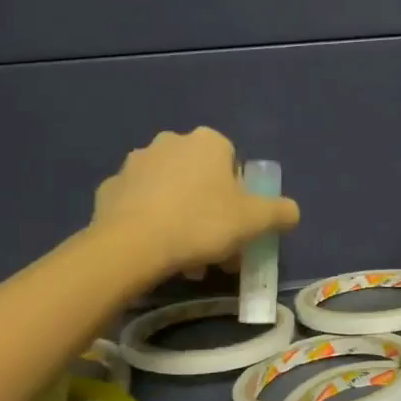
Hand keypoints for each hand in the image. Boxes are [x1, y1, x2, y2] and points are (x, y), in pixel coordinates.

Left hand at [92, 129, 299, 278]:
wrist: (133, 245)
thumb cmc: (201, 223)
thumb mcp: (255, 221)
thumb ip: (280, 212)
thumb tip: (291, 211)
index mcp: (207, 142)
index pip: (232, 163)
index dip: (239, 196)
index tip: (237, 225)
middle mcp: (170, 142)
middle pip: (200, 178)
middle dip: (209, 210)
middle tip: (214, 246)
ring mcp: (135, 164)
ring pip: (169, 192)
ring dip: (181, 218)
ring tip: (185, 258)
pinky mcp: (109, 189)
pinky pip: (139, 205)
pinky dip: (150, 222)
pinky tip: (155, 250)